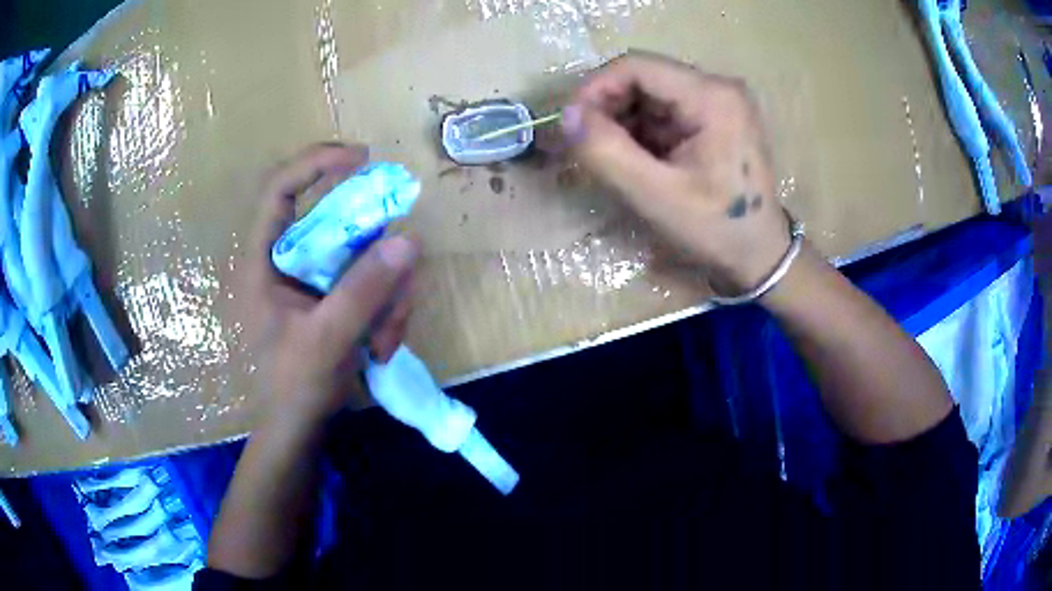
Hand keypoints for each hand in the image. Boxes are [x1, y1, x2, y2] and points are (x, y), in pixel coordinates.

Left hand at [241, 143, 417, 426]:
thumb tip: (408, 240)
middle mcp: (290, 260)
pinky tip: (383, 347)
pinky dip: (387, 311)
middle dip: (376, 256)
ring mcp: (316, 279)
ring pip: (365, 256)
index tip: (362, 159)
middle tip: (399, 280)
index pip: (280, 187)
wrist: (297, 429)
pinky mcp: (335, 297)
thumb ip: (362, 291)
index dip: (317, 162)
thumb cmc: (292, 388)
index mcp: (264, 259)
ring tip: (386, 341)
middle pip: (339, 222)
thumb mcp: (326, 340)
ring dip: (388, 296)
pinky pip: (373, 283)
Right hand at [562, 52, 789, 292]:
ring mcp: (717, 102)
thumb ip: (607, 152)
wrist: (761, 256)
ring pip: (649, 95)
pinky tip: (635, 160)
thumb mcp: (656, 195)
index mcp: (712, 97)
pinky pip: (663, 112)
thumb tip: (567, 117)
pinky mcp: (713, 119)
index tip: (571, 124)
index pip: (636, 66)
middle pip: (643, 78)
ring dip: (621, 122)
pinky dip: (639, 132)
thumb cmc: (717, 230)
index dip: (594, 88)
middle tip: (585, 145)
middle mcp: (717, 88)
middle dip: (607, 108)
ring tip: (610, 158)